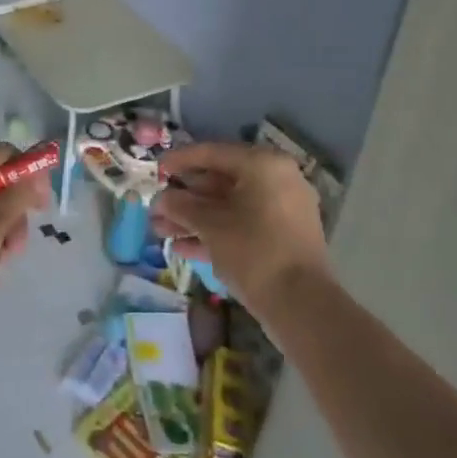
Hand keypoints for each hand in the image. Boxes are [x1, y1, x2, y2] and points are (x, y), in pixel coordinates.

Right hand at [152, 141, 331, 310]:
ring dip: (194, 218)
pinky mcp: (281, 238)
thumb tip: (161, 200)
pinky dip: (215, 233)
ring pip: (229, 207)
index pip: (213, 153)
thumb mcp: (211, 226)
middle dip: (184, 197)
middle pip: (220, 181)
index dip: (180, 160)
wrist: (301, 304)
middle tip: (155, 207)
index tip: (155, 170)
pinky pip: (242, 225)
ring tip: (159, 231)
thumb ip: (182, 207)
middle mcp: (276, 180)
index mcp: (263, 165)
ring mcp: (282, 210)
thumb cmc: (253, 250)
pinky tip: (181, 247)